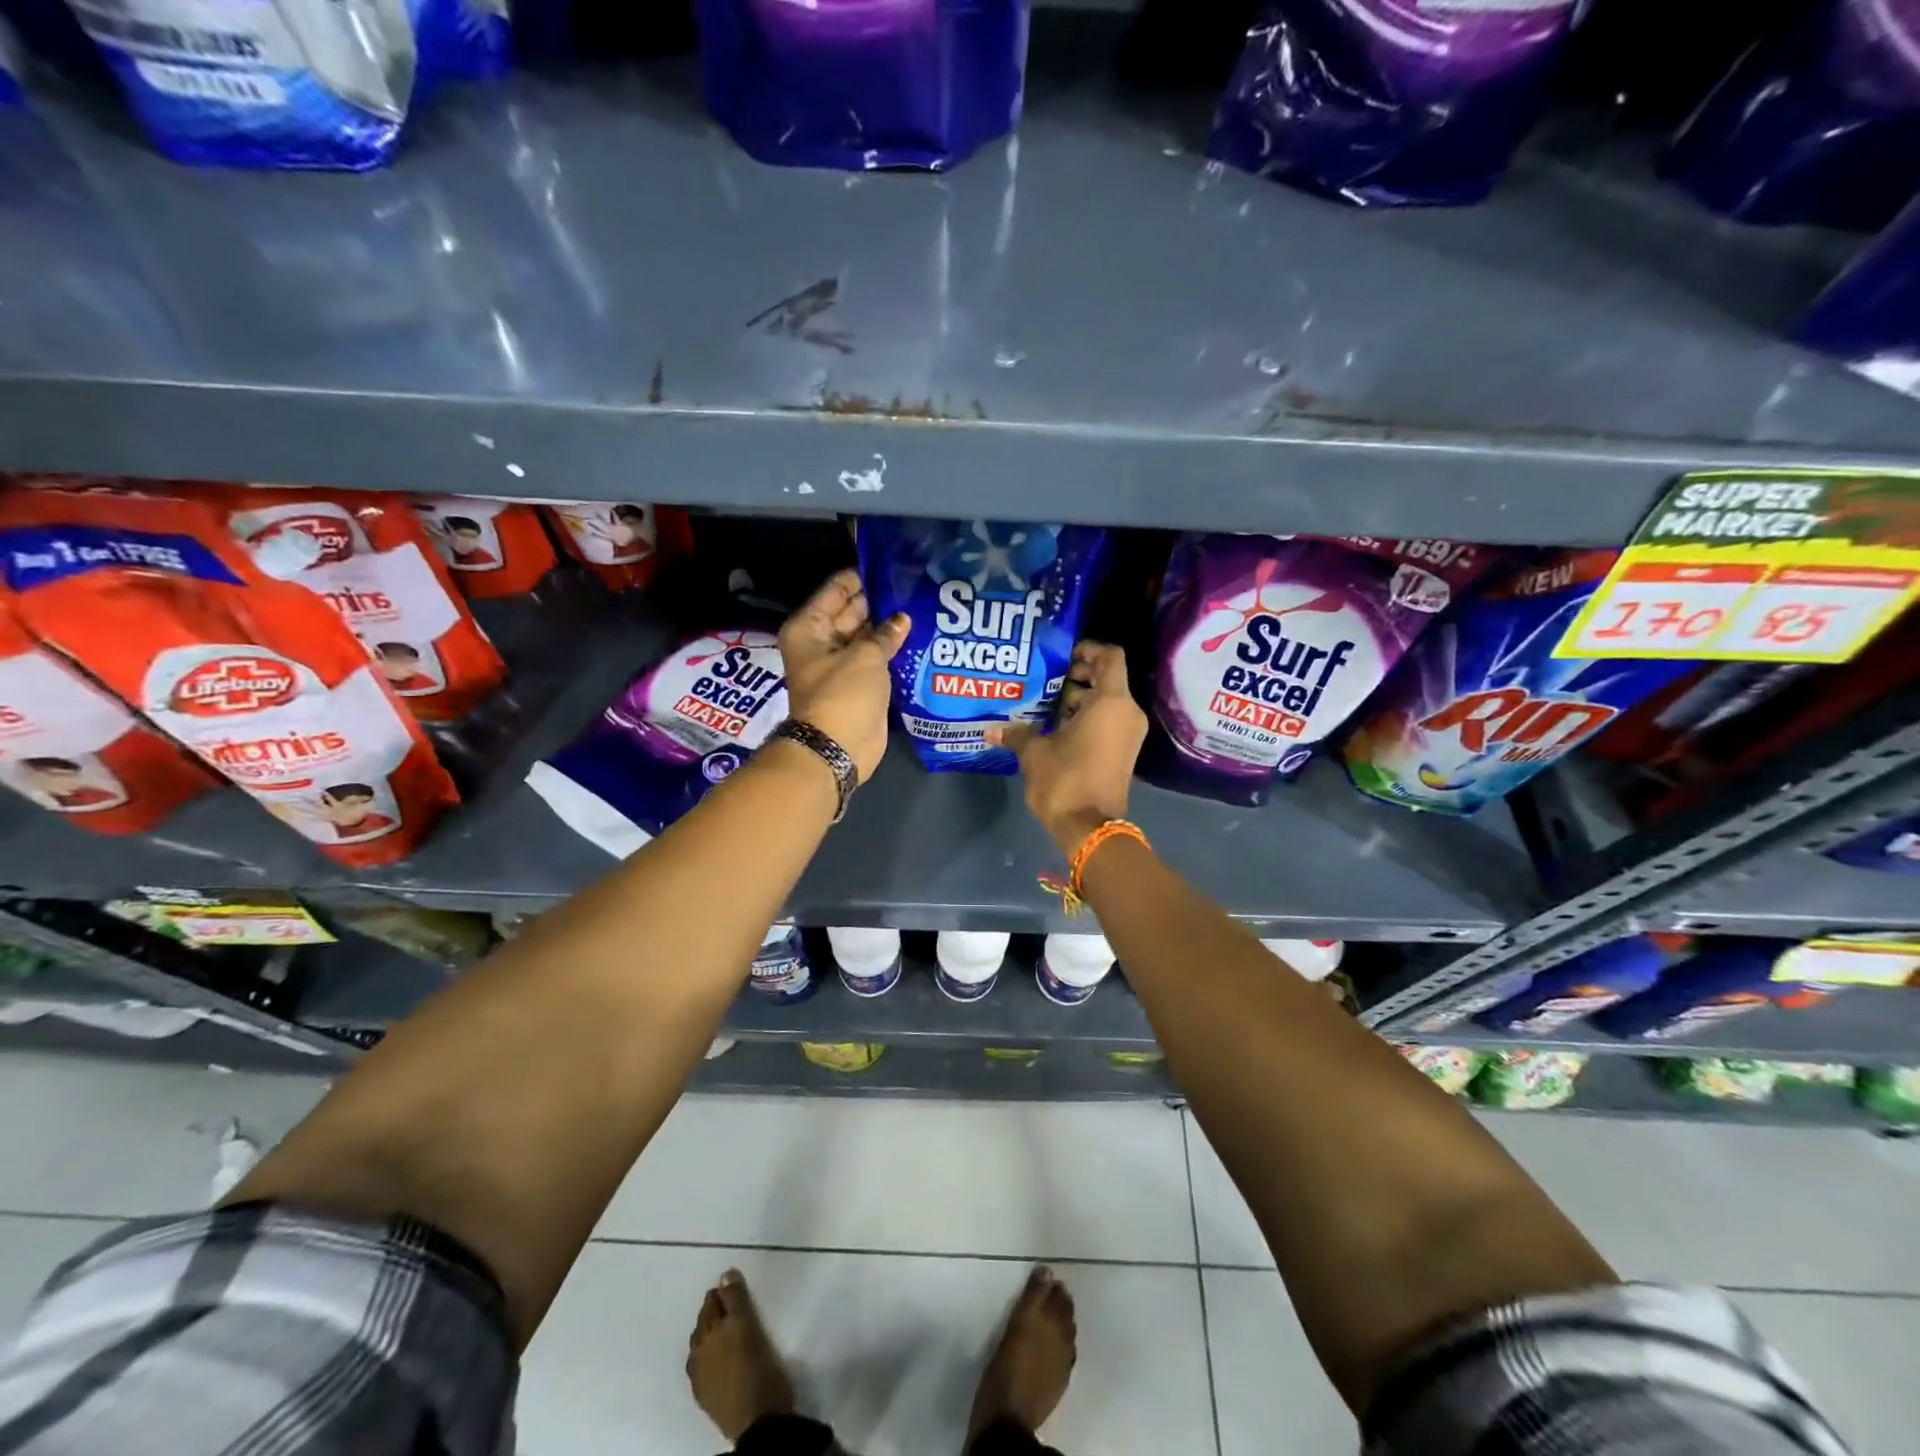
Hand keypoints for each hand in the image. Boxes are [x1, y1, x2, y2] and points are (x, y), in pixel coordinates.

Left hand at [779, 568, 908, 782]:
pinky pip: (876, 660)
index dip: (861, 577)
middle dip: (879, 602)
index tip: (891, 565)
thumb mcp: (865, 656)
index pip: (836, 590)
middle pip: (851, 612)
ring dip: (888, 627)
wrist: (838, 748)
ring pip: (866, 637)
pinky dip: (892, 651)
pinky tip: (918, 637)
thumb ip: (885, 634)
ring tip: (922, 606)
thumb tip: (901, 619)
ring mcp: (840, 665)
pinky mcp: (858, 685)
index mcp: (810, 628)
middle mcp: (821, 643)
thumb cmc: (843, 695)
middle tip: (914, 585)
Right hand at [985, 642, 1147, 856]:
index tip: (1061, 655)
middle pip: (1106, 678)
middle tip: (1046, 677)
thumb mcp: (1034, 753)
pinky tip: (1054, 725)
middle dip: (1077, 674)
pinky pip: (1107, 721)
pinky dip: (1085, 717)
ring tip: (1044, 701)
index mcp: (1111, 702)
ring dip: (1078, 698)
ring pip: (1105, 701)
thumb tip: (991, 729)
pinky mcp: (1123, 751)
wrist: (1090, 828)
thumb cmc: (1065, 781)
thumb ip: (1017, 734)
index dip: (1087, 649)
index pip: (1110, 656)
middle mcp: (1126, 713)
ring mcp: (1128, 733)